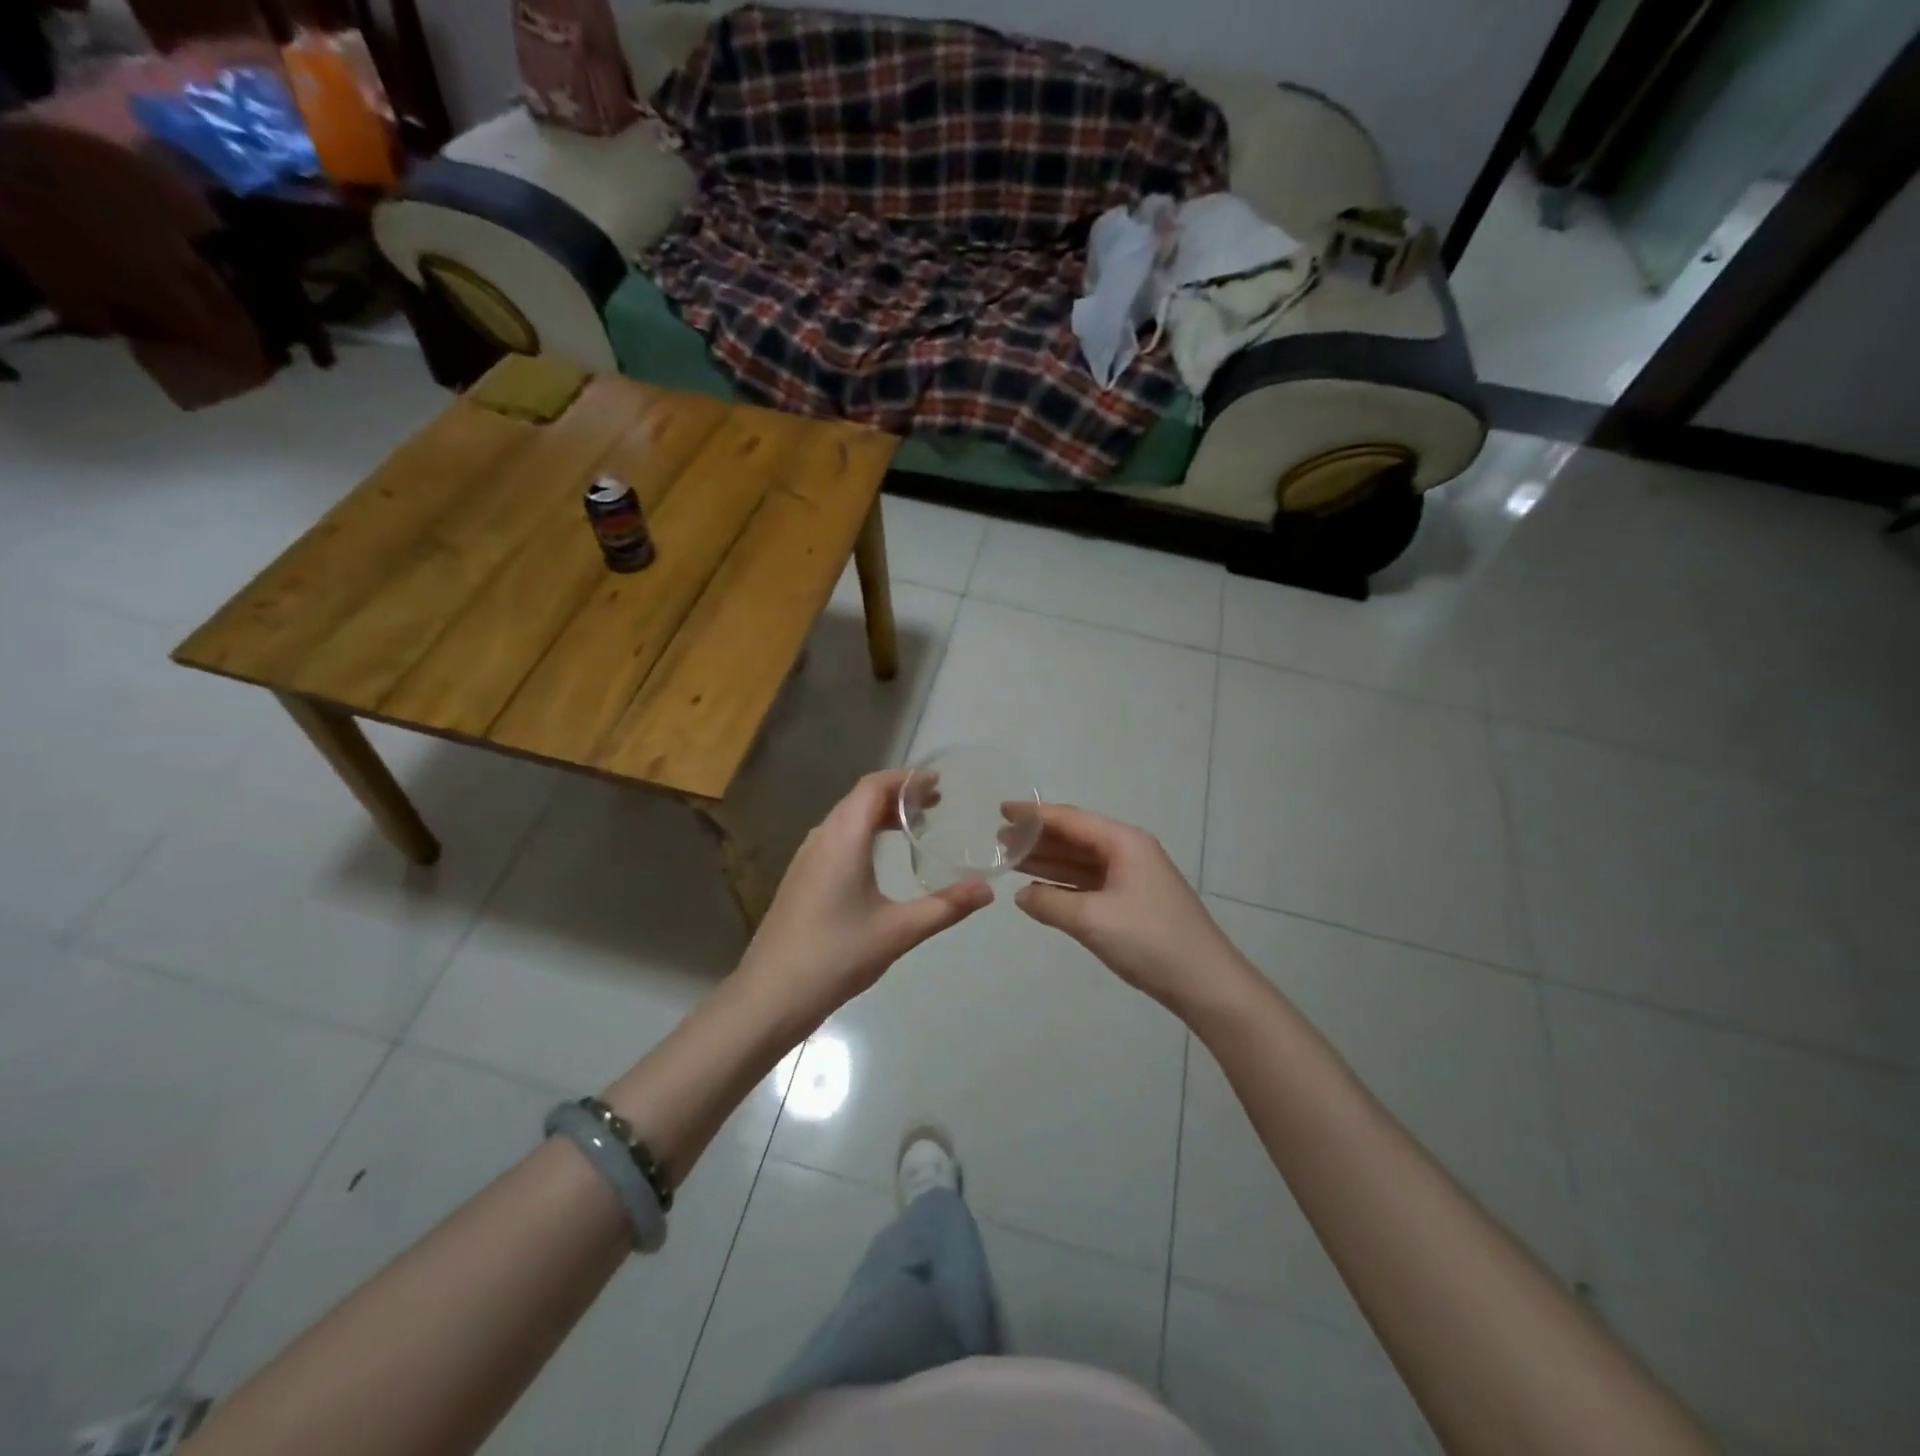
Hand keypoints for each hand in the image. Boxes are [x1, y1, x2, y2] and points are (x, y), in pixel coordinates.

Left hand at [738, 770, 991, 1027]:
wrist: (770, 996)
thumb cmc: (836, 956)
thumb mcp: (898, 932)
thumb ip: (945, 907)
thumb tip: (988, 890)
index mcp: (843, 838)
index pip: (873, 786)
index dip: (906, 779)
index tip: (938, 783)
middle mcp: (821, 838)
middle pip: (860, 798)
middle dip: (898, 795)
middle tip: (936, 805)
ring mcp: (806, 858)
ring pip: (846, 819)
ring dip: (879, 815)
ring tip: (914, 828)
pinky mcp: (801, 879)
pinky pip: (836, 839)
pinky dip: (863, 834)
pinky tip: (880, 861)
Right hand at [1015, 804, 1252, 1019]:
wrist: (1205, 983)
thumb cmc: (1149, 941)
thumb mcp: (1092, 920)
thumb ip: (1049, 902)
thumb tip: (1022, 894)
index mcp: (1124, 842)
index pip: (1070, 819)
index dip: (1033, 814)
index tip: (1001, 809)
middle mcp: (1129, 852)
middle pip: (1075, 837)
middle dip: (1037, 838)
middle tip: (999, 840)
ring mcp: (1133, 878)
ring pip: (1081, 861)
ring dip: (1048, 860)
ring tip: (1011, 859)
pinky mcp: (1133, 902)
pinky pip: (1090, 883)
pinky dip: (1064, 884)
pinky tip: (1039, 889)